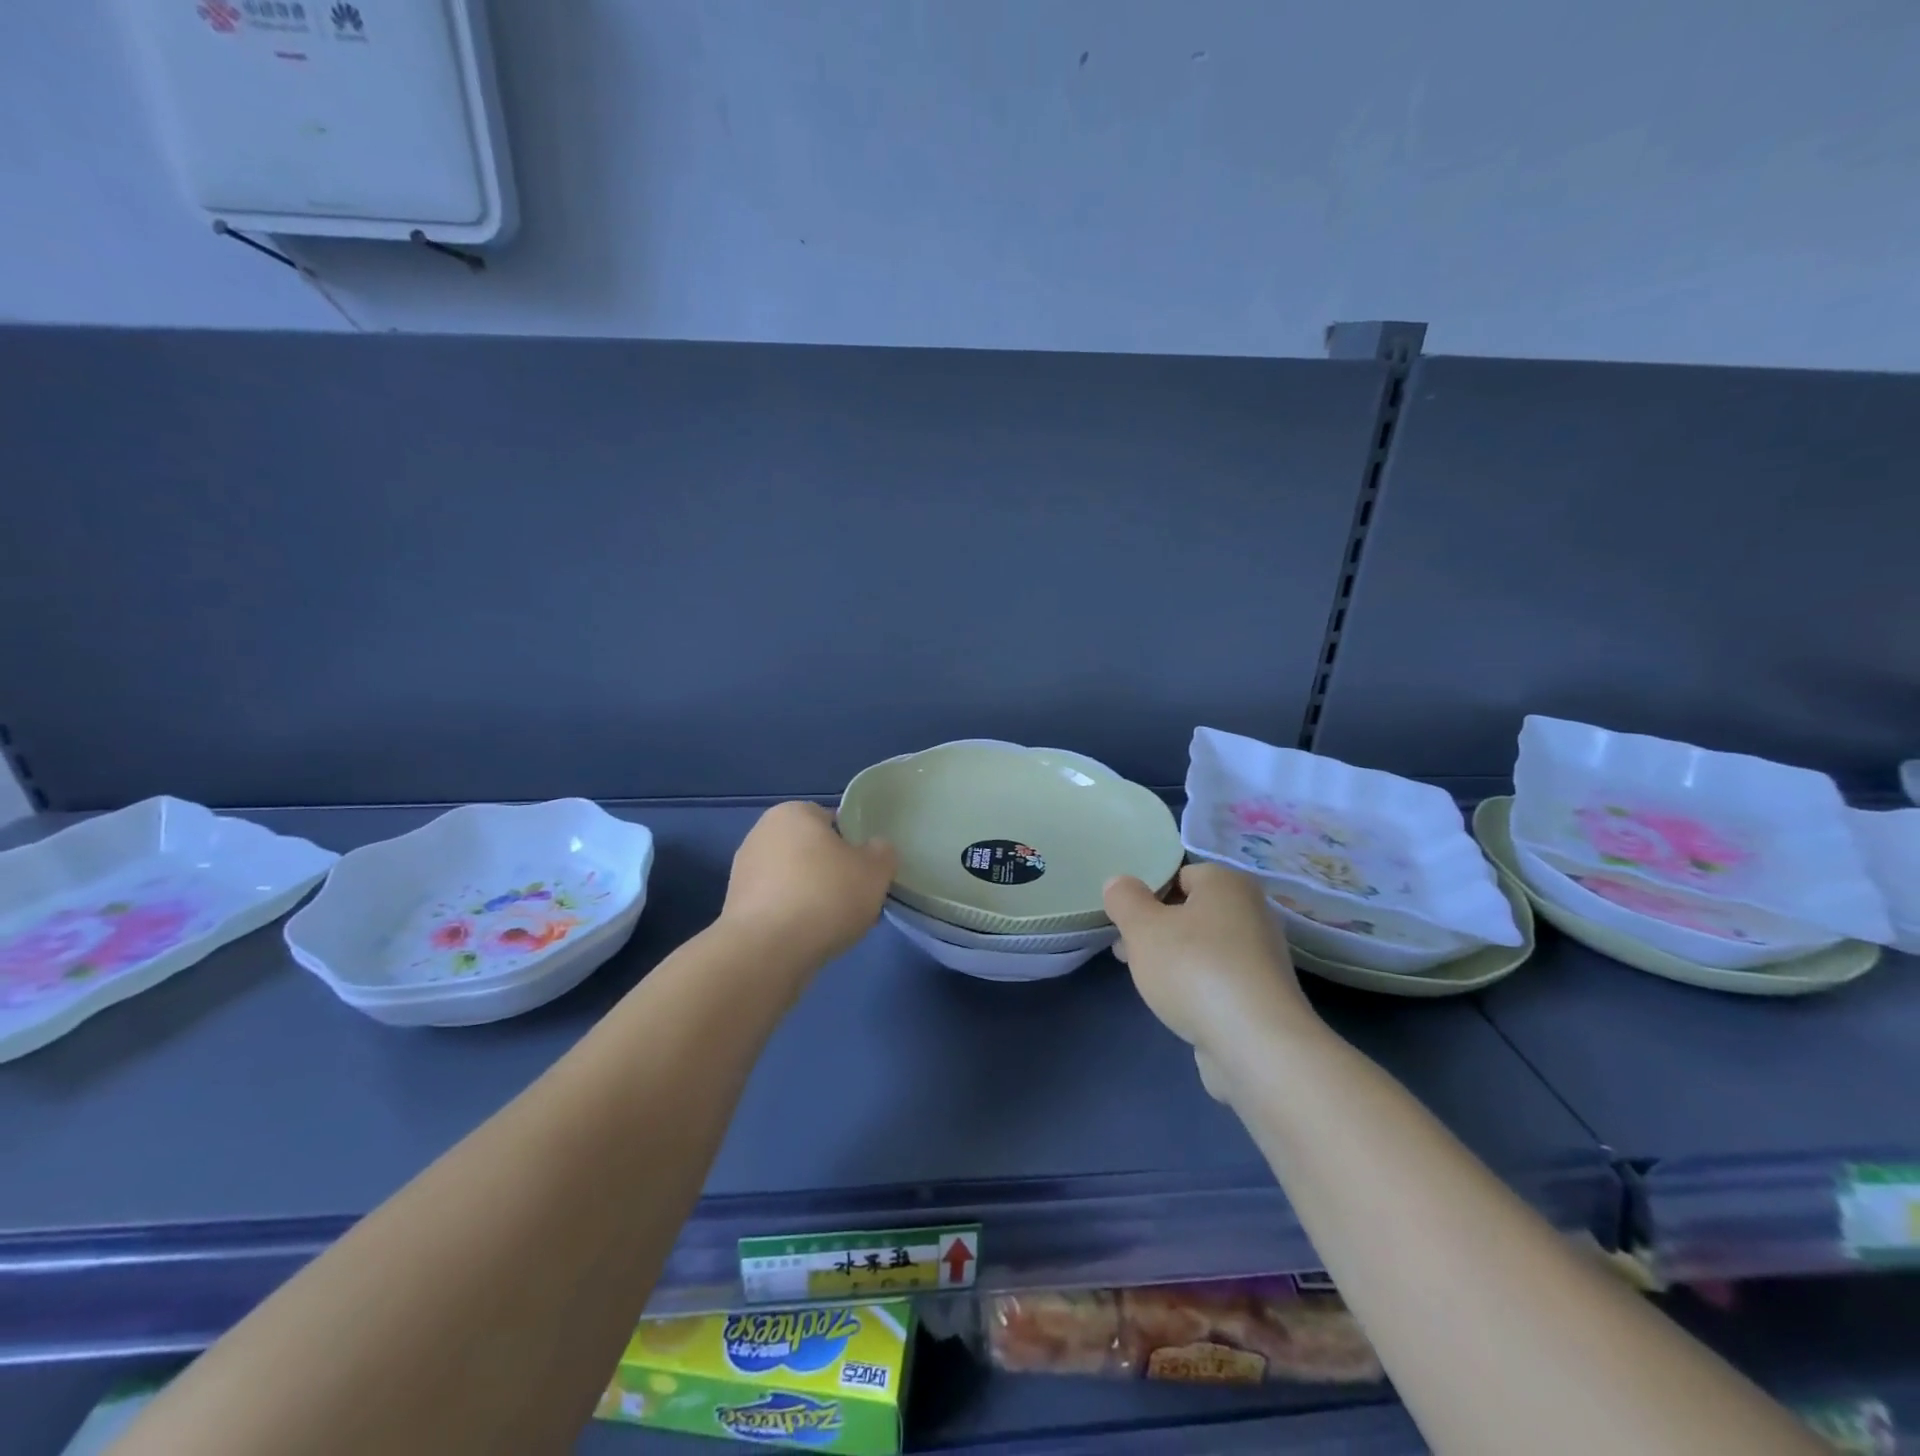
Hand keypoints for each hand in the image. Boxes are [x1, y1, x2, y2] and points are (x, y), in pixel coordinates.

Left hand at [721, 802, 896, 966]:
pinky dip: (794, 918)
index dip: (854, 845)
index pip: (832, 820)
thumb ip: (882, 853)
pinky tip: (810, 939)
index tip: (866, 872)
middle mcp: (762, 833)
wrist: (766, 951)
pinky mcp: (735, 907)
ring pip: (794, 880)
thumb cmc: (825, 896)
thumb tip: (874, 851)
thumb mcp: (876, 870)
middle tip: (855, 900)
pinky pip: (778, 906)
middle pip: (811, 851)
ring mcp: (743, 871)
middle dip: (832, 873)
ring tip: (835, 926)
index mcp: (793, 812)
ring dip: (813, 897)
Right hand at [1103, 863, 1316, 1086]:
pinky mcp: (1263, 996)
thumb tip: (1119, 883)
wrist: (1255, 1044)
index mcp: (1227, 883)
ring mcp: (1262, 957)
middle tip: (1127, 951)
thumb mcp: (1142, 927)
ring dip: (1174, 960)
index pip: (1179, 875)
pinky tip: (1179, 1006)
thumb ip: (1124, 899)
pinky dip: (1197, 988)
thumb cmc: (1194, 969)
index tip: (1125, 923)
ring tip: (1147, 982)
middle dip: (1157, 930)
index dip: (1147, 895)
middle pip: (1191, 912)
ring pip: (1203, 948)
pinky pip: (1219, 979)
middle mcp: (1252, 911)